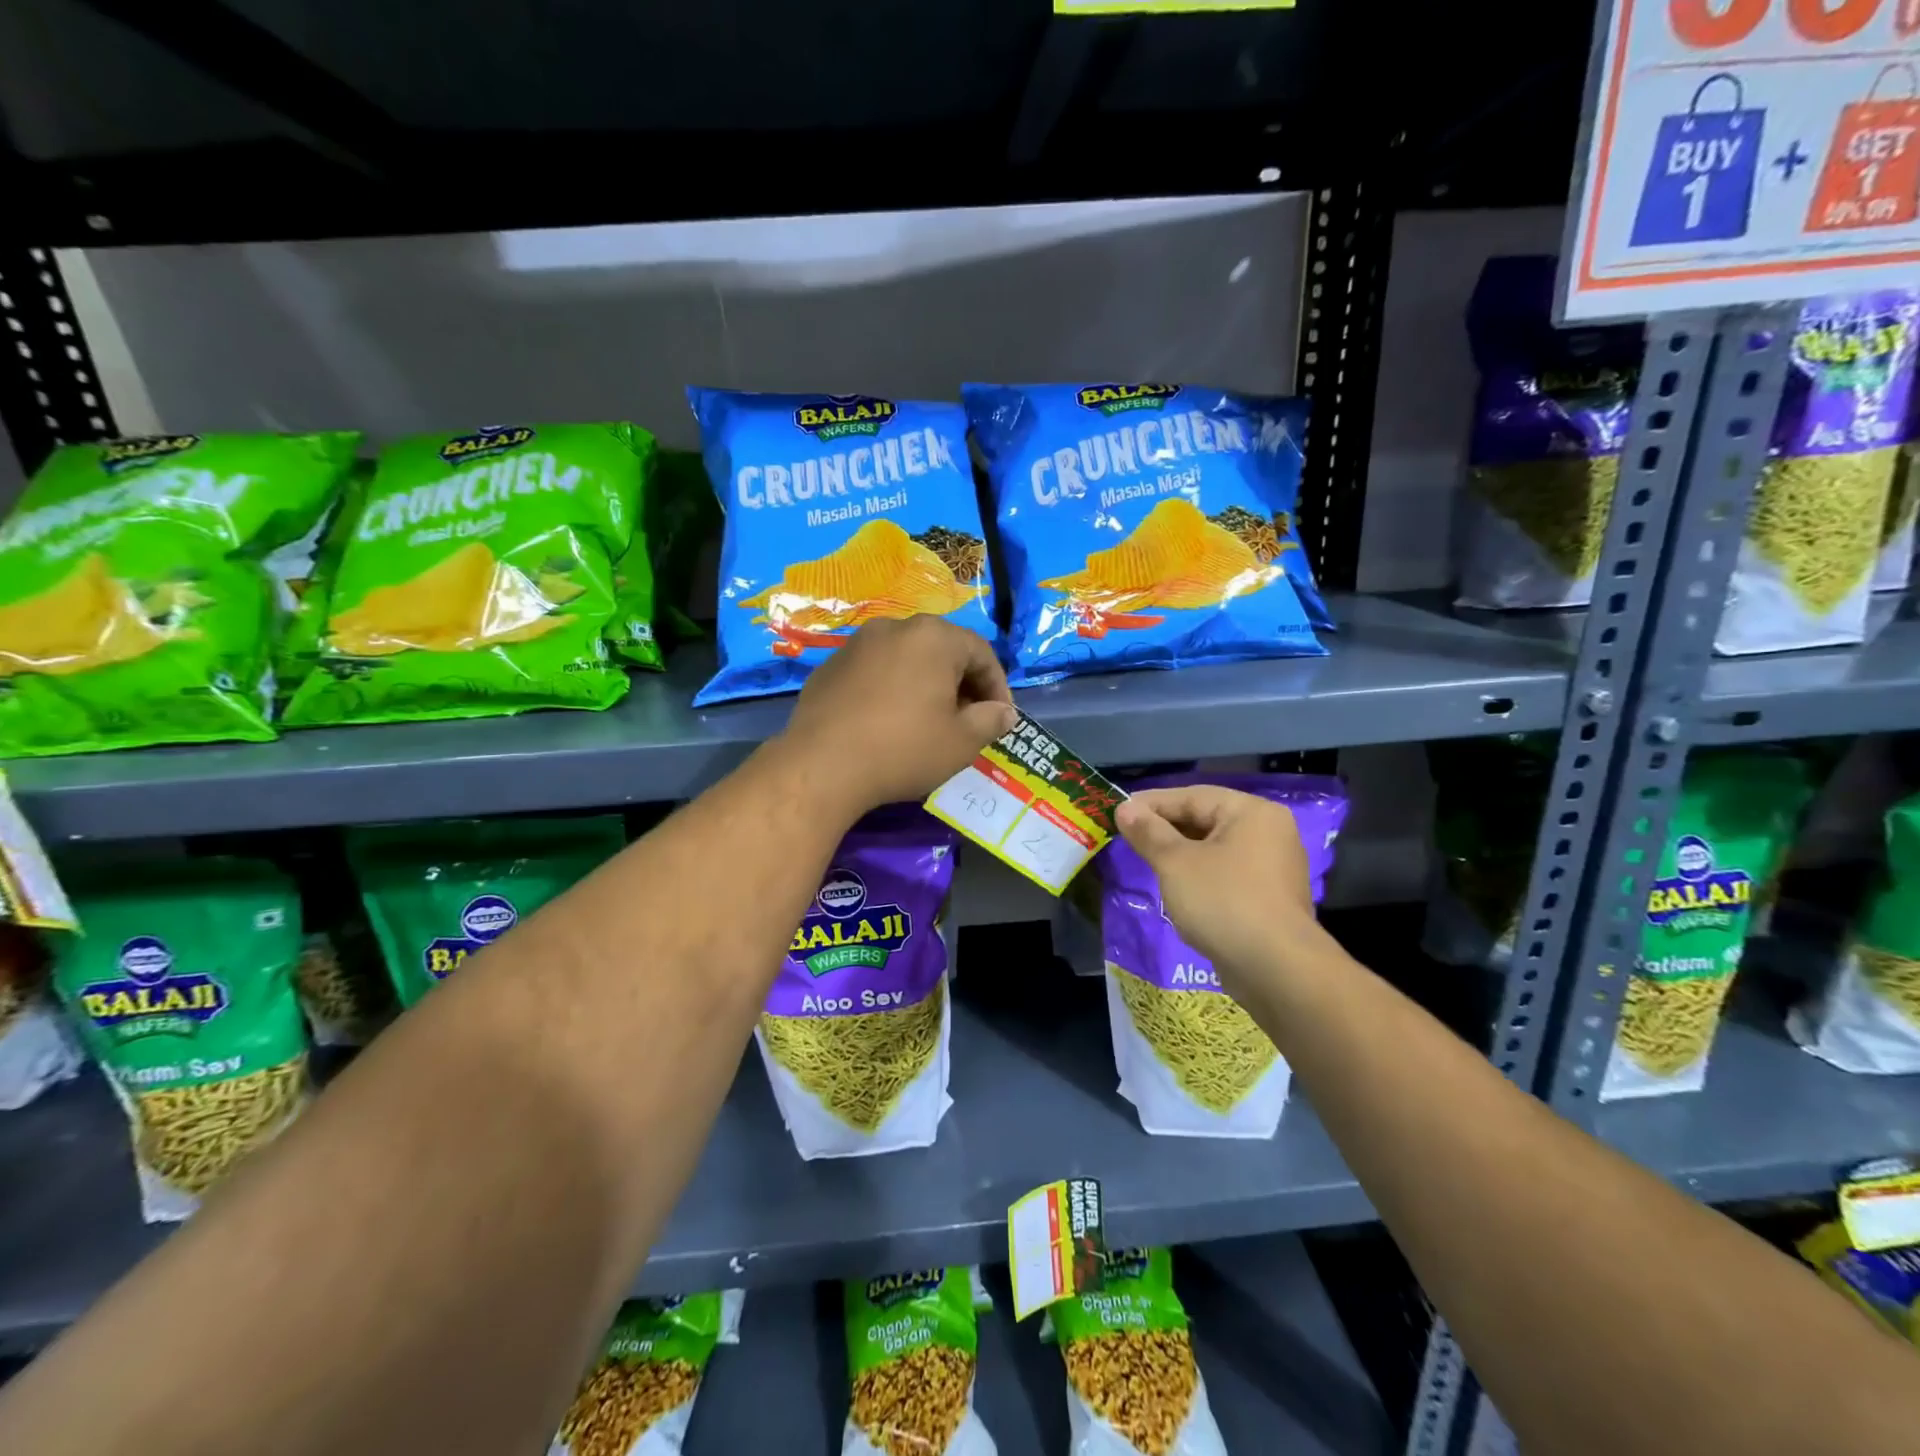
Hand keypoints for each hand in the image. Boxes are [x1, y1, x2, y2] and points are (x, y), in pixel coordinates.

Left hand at [783, 615, 1016, 814]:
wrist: (821, 766)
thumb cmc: (903, 749)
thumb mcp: (961, 742)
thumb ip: (991, 721)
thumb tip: (1004, 713)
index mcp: (933, 637)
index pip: (981, 653)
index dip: (997, 686)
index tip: (1000, 719)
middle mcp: (894, 628)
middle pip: (942, 650)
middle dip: (961, 683)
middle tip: (968, 720)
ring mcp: (857, 644)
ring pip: (906, 659)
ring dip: (925, 684)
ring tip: (928, 721)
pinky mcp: (830, 666)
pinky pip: (875, 672)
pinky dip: (891, 689)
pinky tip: (888, 722)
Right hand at [1114, 786, 1326, 992]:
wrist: (1276, 970)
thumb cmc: (1223, 902)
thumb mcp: (1175, 863)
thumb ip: (1148, 832)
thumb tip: (1125, 808)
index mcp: (1252, 812)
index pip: (1193, 796)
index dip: (1152, 803)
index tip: (1118, 811)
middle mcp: (1269, 832)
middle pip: (1206, 819)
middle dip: (1166, 828)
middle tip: (1128, 836)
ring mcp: (1273, 866)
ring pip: (1215, 848)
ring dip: (1180, 852)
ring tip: (1146, 859)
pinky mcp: (1269, 897)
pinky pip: (1226, 873)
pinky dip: (1199, 874)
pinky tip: (1176, 887)